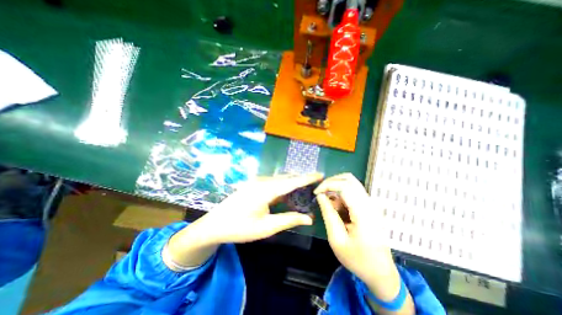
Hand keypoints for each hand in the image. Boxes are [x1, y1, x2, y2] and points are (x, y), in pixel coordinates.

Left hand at [166, 172, 322, 267]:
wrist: (214, 225)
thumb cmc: (240, 228)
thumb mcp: (266, 227)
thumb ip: (289, 220)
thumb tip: (309, 218)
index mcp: (266, 189)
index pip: (292, 181)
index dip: (307, 178)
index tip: (320, 174)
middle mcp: (262, 181)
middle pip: (286, 178)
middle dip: (301, 180)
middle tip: (315, 185)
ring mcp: (256, 181)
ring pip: (279, 179)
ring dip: (292, 183)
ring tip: (305, 189)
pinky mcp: (253, 184)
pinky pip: (273, 182)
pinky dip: (283, 186)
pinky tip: (288, 193)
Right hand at [316, 174, 410, 313]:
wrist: (380, 272)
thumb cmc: (357, 259)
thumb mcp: (337, 239)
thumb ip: (328, 214)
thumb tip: (320, 195)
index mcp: (363, 213)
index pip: (345, 186)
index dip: (328, 185)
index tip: (316, 193)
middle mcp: (370, 204)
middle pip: (349, 179)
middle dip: (331, 181)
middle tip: (320, 192)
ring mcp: (372, 204)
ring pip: (351, 183)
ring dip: (336, 188)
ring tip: (329, 204)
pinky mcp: (370, 206)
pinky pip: (353, 191)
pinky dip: (341, 194)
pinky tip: (337, 208)